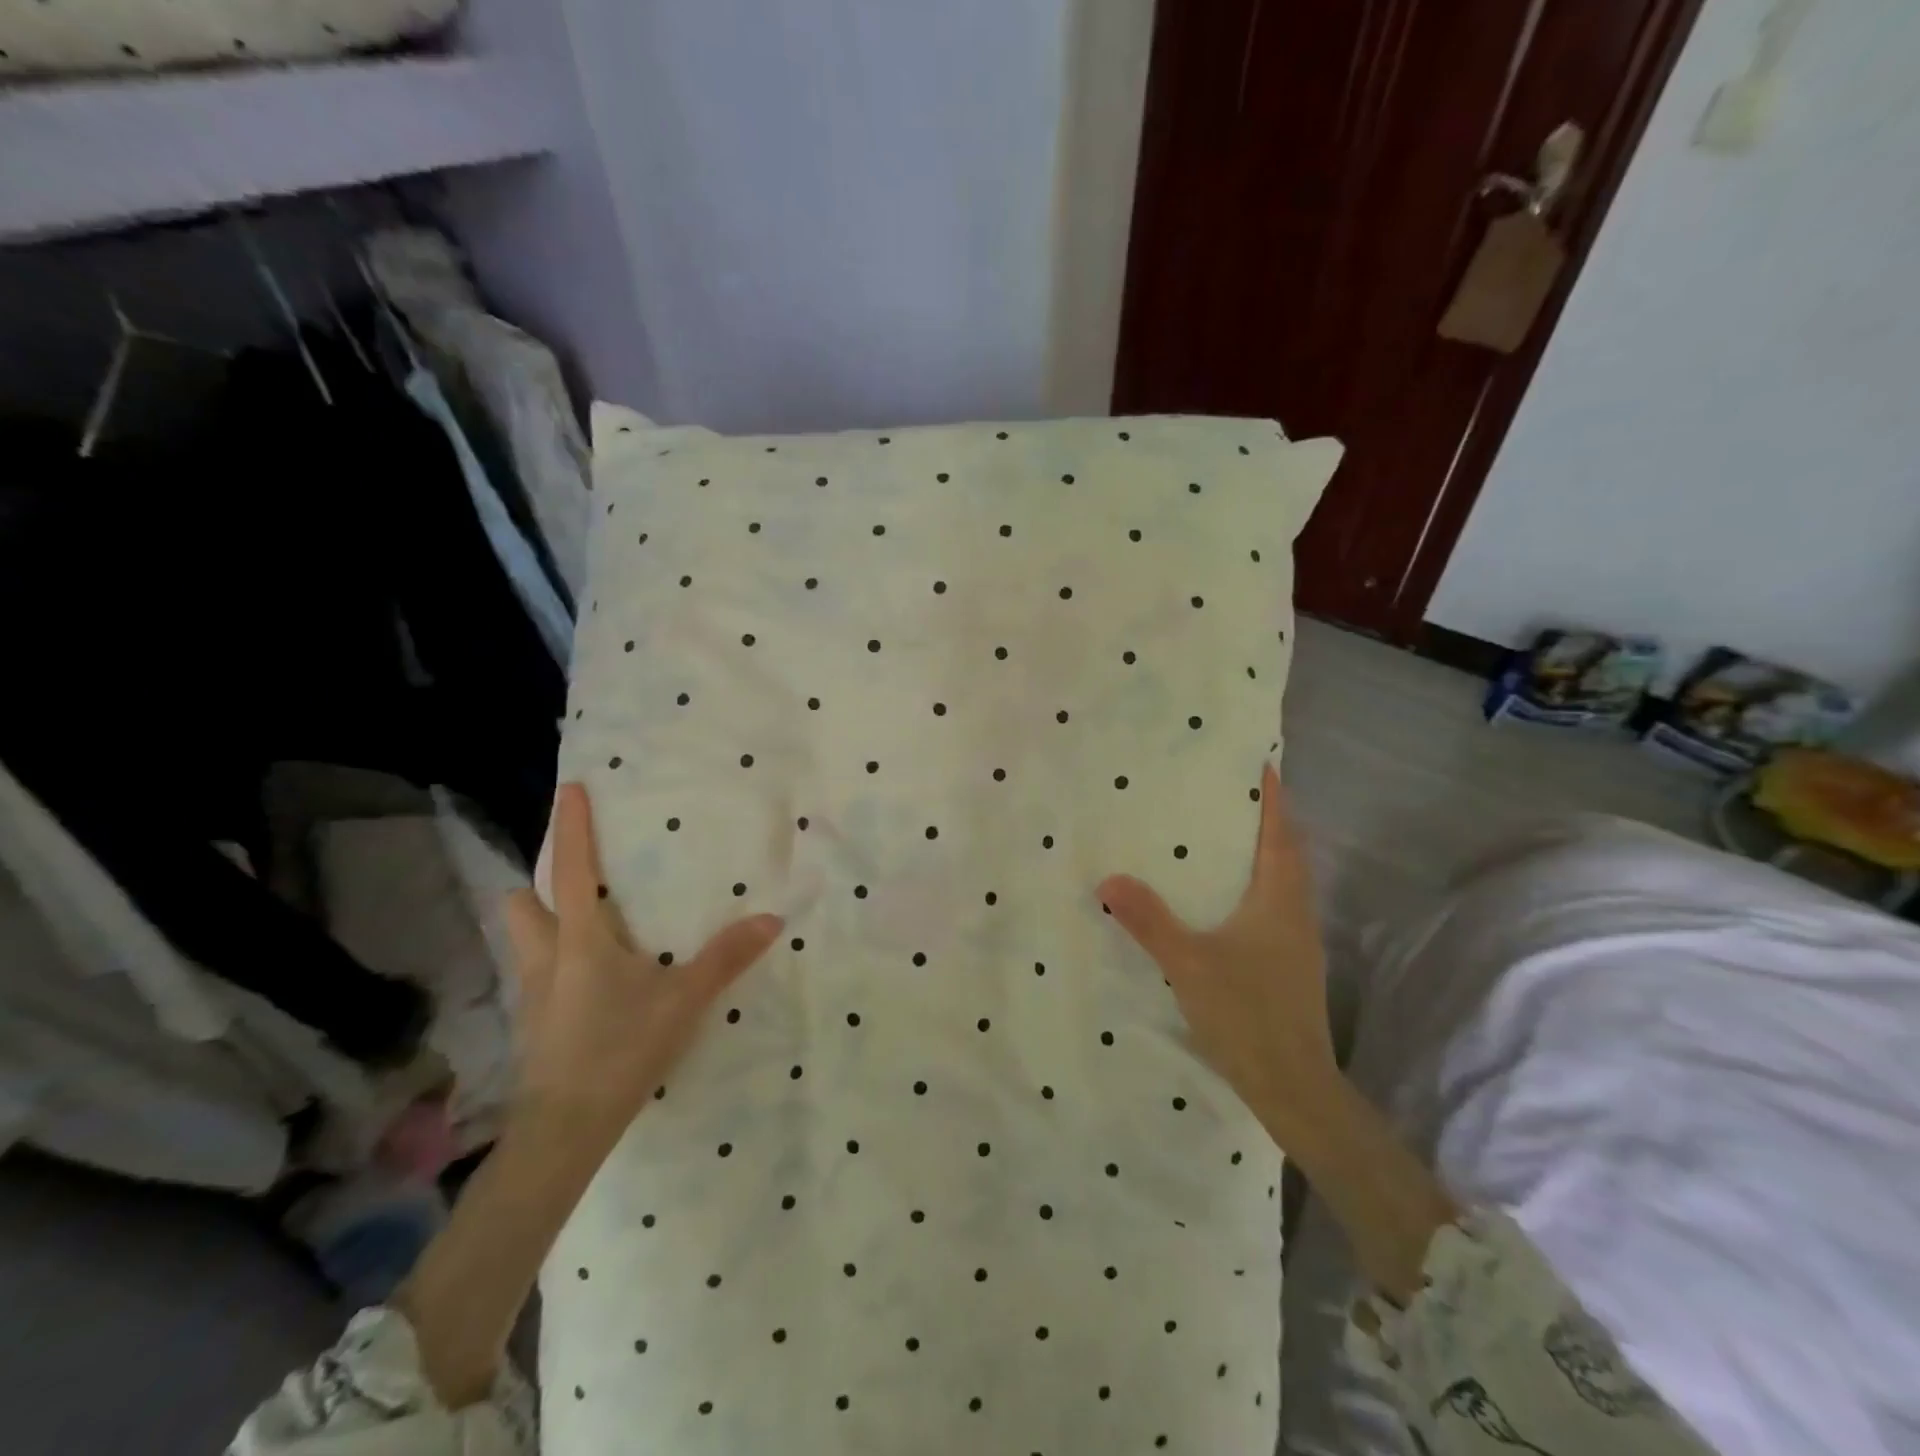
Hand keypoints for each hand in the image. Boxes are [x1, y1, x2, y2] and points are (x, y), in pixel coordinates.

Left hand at [503, 783, 782, 1148]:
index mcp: (579, 940)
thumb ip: (726, 957)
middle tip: (577, 878)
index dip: (570, 826)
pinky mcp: (534, 1025)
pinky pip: (536, 973)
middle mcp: (545, 958)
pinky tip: (588, 980)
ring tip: (584, 925)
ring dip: (543, 922)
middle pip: (523, 903)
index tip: (570, 787)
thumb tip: (770, 918)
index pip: (571, 870)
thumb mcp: (682, 1000)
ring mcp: (532, 994)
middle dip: (539, 883)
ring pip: (524, 940)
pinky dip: (555, 960)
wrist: (565, 1130)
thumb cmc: (620, 1050)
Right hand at [1099, 762, 1340, 1152]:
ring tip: (1225, 836)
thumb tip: (1109, 879)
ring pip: (1285, 881)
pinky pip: (1276, 906)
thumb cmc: (1246, 1013)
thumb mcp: (1188, 963)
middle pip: (1289, 852)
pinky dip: (1258, 885)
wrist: (1293, 1086)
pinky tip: (1226, 898)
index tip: (1261, 765)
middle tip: (1231, 794)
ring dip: (1265, 852)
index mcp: (1279, 900)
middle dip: (1268, 820)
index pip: (1281, 834)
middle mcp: (1296, 912)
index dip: (1273, 798)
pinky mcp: (1291, 965)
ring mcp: (1298, 941)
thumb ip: (1148, 920)